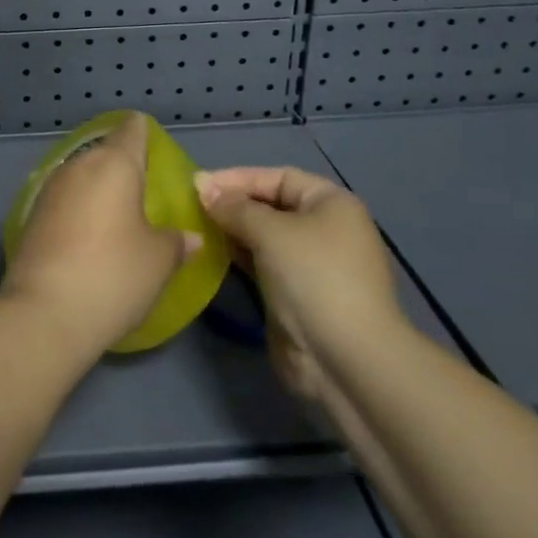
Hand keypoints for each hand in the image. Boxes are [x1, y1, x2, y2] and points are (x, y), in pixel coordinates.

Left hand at [1, 115, 200, 356]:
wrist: (44, 313)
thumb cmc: (113, 275)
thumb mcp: (159, 261)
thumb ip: (176, 241)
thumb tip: (188, 237)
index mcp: (114, 163)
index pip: (132, 129)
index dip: (144, 134)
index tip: (155, 150)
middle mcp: (79, 165)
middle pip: (105, 153)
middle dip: (123, 168)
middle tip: (143, 194)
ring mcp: (49, 189)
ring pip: (81, 177)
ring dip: (97, 190)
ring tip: (117, 218)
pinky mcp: (30, 216)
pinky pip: (63, 201)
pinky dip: (78, 211)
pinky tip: (88, 237)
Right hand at [194, 167, 401, 404]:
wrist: (345, 360)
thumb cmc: (313, 278)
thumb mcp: (271, 232)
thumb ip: (234, 207)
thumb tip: (202, 185)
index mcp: (331, 203)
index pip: (278, 177)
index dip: (239, 178)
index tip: (199, 184)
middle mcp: (325, 228)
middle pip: (271, 205)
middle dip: (233, 204)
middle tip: (192, 206)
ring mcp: (311, 264)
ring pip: (264, 236)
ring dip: (232, 231)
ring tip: (196, 228)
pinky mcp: (296, 294)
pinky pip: (262, 264)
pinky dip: (239, 256)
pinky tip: (212, 254)